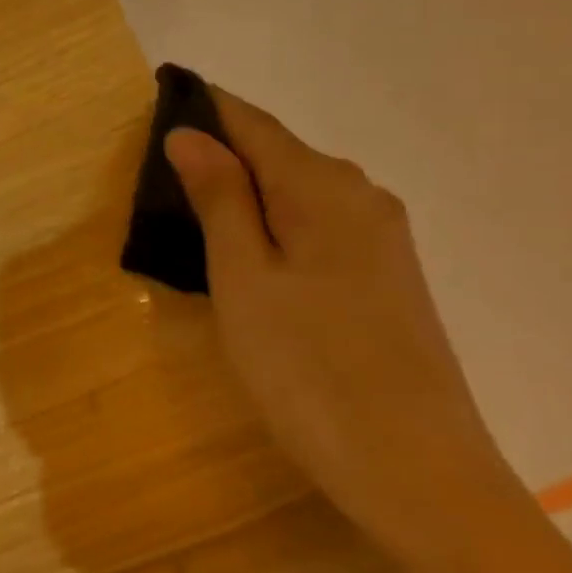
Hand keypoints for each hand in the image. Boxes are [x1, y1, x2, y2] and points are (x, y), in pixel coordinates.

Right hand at [165, 87, 520, 550]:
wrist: (415, 471)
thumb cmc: (309, 370)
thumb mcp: (244, 280)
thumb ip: (220, 199)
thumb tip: (190, 133)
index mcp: (324, 188)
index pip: (253, 123)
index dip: (204, 108)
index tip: (156, 101)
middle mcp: (362, 197)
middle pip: (278, 153)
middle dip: (220, 150)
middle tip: (156, 170)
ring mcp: (381, 240)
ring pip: (297, 192)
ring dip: (244, 190)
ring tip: (189, 208)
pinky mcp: (385, 278)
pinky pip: (317, 226)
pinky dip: (272, 224)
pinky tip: (247, 252)